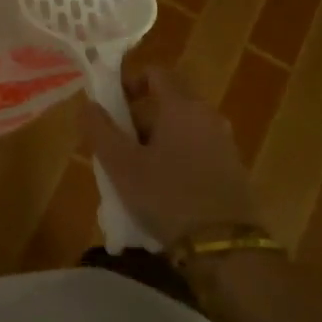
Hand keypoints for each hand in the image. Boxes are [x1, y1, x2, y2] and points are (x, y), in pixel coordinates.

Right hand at [78, 62, 264, 245]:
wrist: (226, 249)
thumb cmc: (168, 197)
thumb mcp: (122, 166)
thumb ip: (100, 130)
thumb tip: (87, 104)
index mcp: (182, 106)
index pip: (156, 73)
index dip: (130, 82)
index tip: (111, 104)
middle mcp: (207, 116)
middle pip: (169, 102)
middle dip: (140, 118)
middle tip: (118, 146)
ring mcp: (225, 143)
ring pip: (183, 129)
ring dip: (158, 142)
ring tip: (137, 173)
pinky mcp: (233, 170)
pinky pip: (198, 151)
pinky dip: (178, 159)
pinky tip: (164, 191)